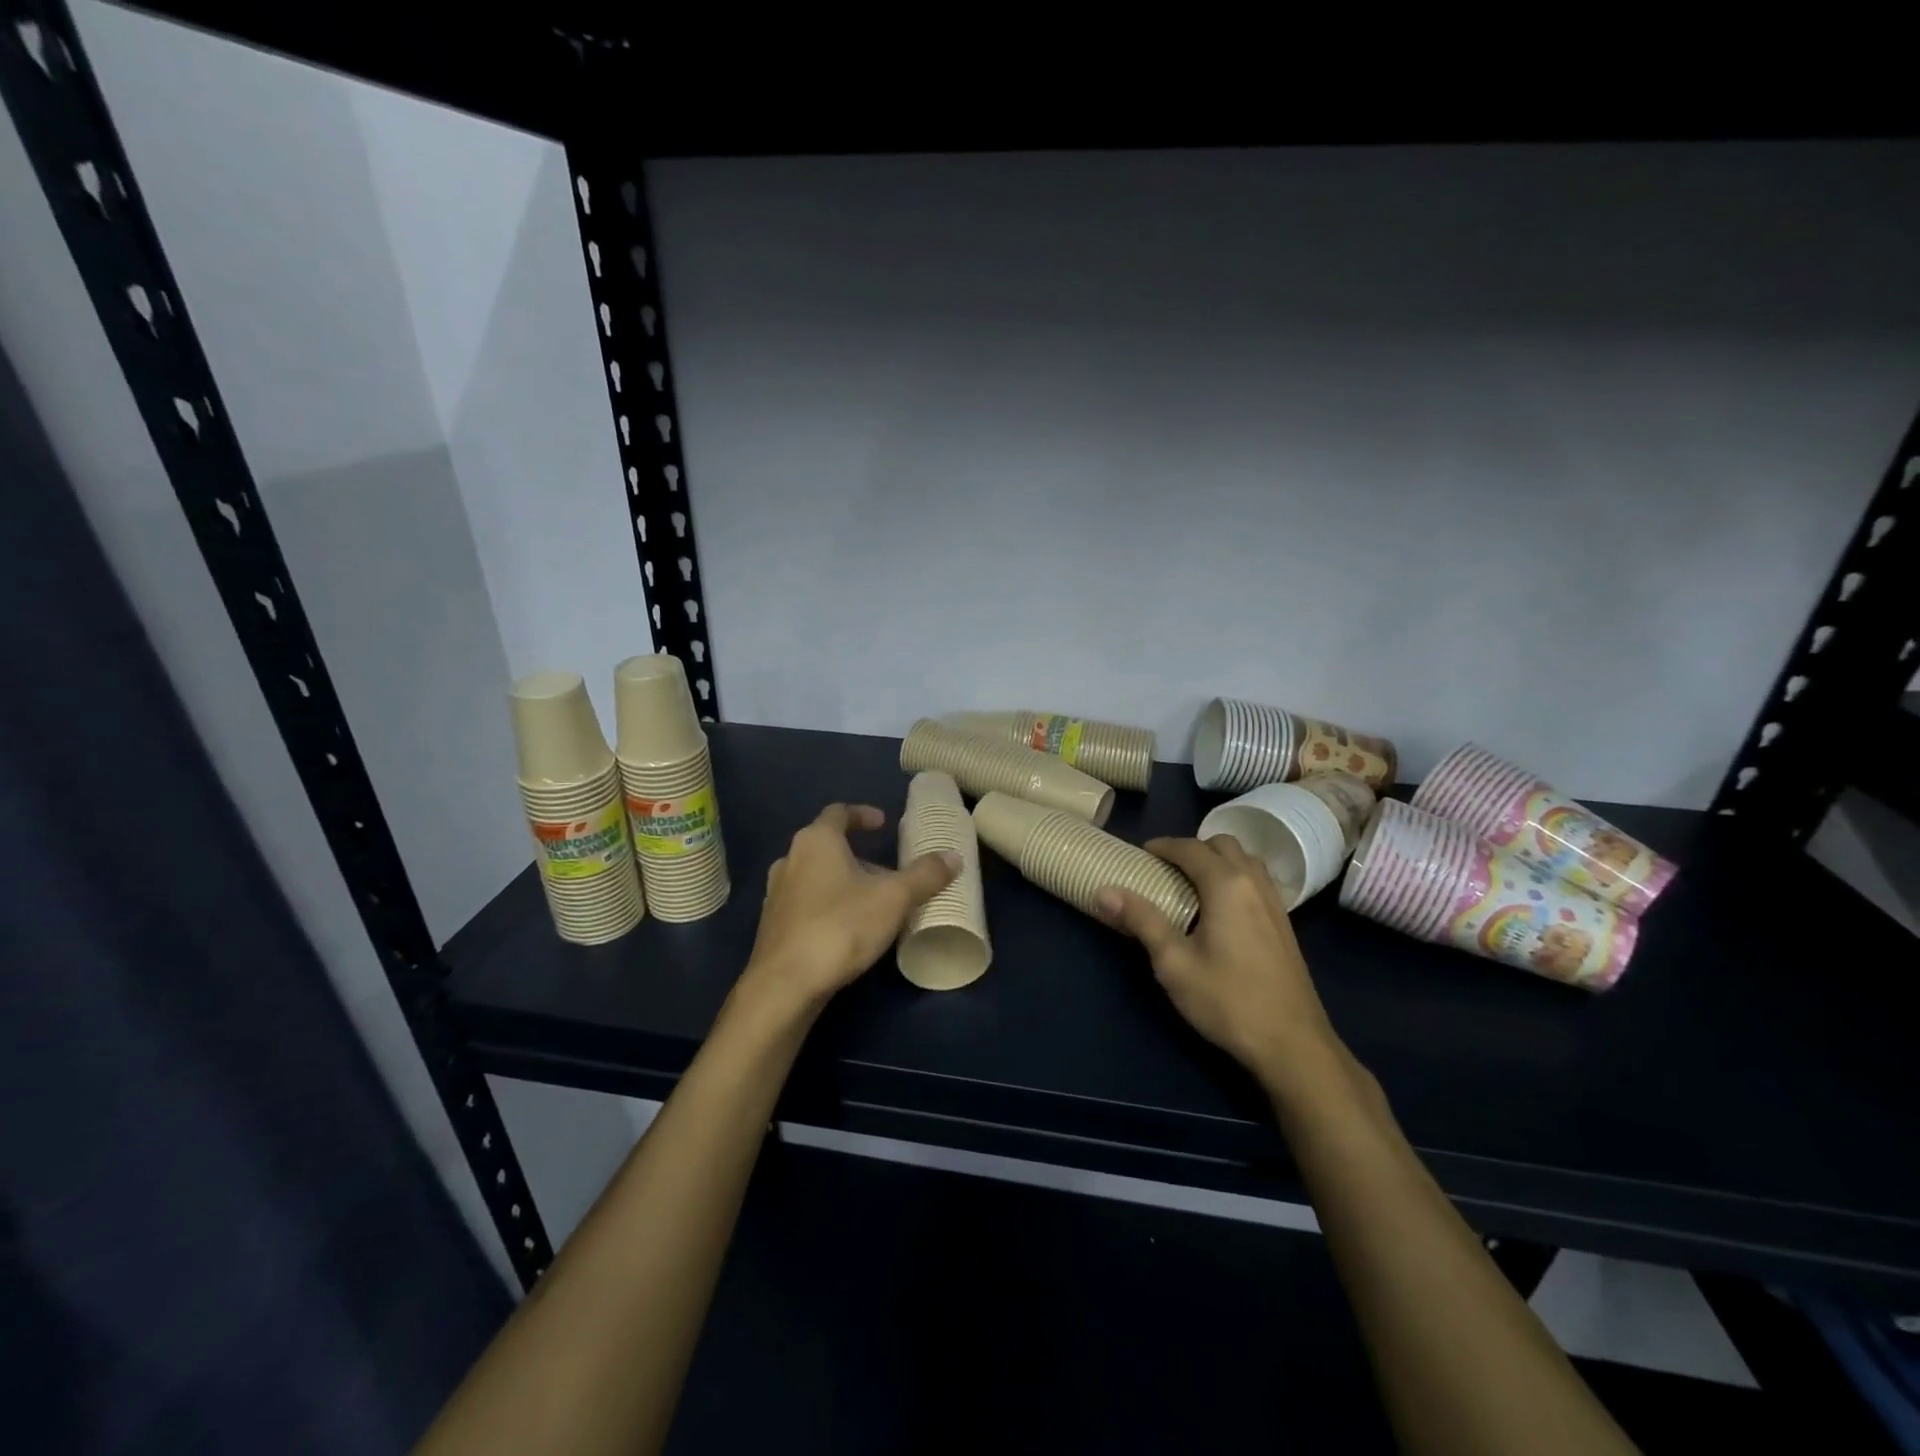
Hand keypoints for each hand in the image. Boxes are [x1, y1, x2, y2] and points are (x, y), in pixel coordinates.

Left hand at [739, 803, 959, 1017]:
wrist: (785, 985)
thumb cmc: (840, 927)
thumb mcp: (894, 899)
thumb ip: (925, 875)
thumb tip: (953, 856)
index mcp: (816, 841)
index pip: (839, 813)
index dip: (863, 815)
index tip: (883, 824)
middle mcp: (790, 859)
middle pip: (827, 846)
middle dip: (858, 855)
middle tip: (887, 872)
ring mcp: (776, 893)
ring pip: (815, 876)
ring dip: (842, 881)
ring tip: (871, 901)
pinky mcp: (773, 925)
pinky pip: (805, 902)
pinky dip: (827, 905)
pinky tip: (847, 928)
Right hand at [1096, 835, 1339, 1084]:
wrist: (1293, 1044)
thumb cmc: (1228, 1001)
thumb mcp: (1174, 963)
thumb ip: (1141, 920)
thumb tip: (1103, 891)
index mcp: (1227, 885)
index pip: (1191, 848)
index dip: (1163, 846)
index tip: (1140, 855)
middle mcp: (1254, 884)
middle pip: (1223, 844)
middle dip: (1191, 848)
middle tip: (1165, 870)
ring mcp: (1275, 903)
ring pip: (1245, 860)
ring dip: (1216, 860)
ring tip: (1191, 885)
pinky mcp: (1284, 924)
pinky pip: (1257, 880)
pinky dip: (1235, 877)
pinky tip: (1220, 909)